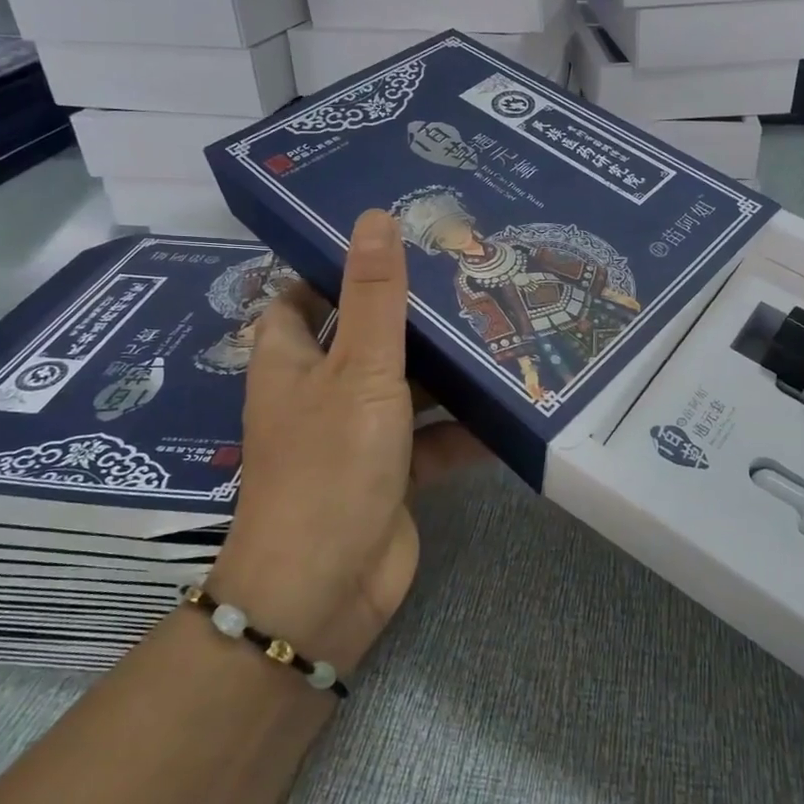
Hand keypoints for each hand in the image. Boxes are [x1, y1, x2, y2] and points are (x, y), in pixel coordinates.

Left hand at [209, 211, 483, 673]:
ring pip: (405, 388)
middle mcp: (320, 392)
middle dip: (410, 314)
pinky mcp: (392, 474)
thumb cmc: (331, 462)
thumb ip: (373, 296)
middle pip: (364, 338)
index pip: (303, 296)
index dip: (336, 267)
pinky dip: (463, 428)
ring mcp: (356, 435)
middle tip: (467, 274)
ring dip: (445, 370)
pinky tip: (511, 405)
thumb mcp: (359, 368)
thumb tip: (373, 216)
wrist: (327, 587)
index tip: (392, 239)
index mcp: (292, 360)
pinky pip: (431, 439)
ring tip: (501, 326)